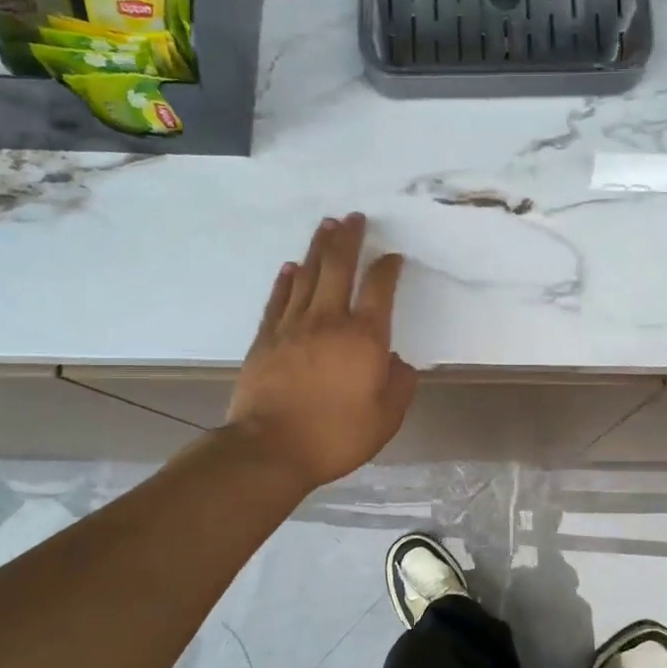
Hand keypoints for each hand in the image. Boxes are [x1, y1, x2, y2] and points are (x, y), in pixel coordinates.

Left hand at [225, 213, 417, 490]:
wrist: (270, 449)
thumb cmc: (336, 436)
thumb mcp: (386, 418)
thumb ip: (400, 385)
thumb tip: (398, 360)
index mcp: (364, 338)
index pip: (379, 289)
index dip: (387, 268)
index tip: (393, 256)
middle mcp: (329, 321)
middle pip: (338, 267)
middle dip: (349, 239)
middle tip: (355, 217)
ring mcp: (293, 326)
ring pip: (306, 275)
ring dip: (318, 248)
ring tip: (327, 226)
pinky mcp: (266, 338)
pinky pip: (278, 298)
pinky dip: (286, 279)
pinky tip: (291, 267)